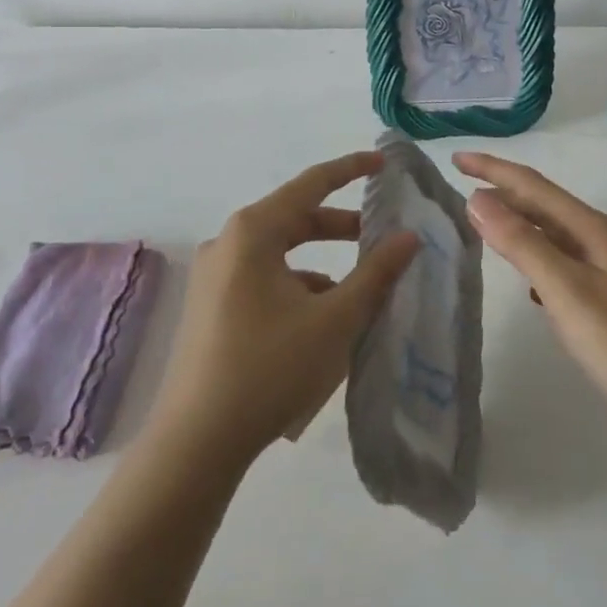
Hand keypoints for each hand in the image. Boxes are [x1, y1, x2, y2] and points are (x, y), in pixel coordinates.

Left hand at [147, 152, 419, 469]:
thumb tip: (408, 236)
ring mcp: (214, 276)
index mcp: (253, 231)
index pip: (311, 183)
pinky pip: (263, 279)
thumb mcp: (335, 319)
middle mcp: (228, 242)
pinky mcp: (210, 307)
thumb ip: (376, 273)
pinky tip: (321, 320)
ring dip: (321, 261)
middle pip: (294, 218)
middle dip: (341, 226)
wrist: (197, 442)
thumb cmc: (271, 367)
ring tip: (359, 289)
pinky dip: (297, 285)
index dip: (350, 169)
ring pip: (280, 252)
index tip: (383, 163)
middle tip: (381, 236)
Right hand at [455, 152, 606, 419]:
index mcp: (589, 229)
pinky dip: (535, 262)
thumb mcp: (568, 291)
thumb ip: (523, 244)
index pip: (531, 185)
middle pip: (541, 205)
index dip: (492, 169)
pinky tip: (526, 284)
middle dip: (501, 191)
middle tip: (459, 188)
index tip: (454, 159)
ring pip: (551, 235)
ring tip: (483, 227)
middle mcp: (597, 241)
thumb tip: (477, 198)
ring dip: (516, 225)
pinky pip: (560, 266)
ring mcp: (606, 271)